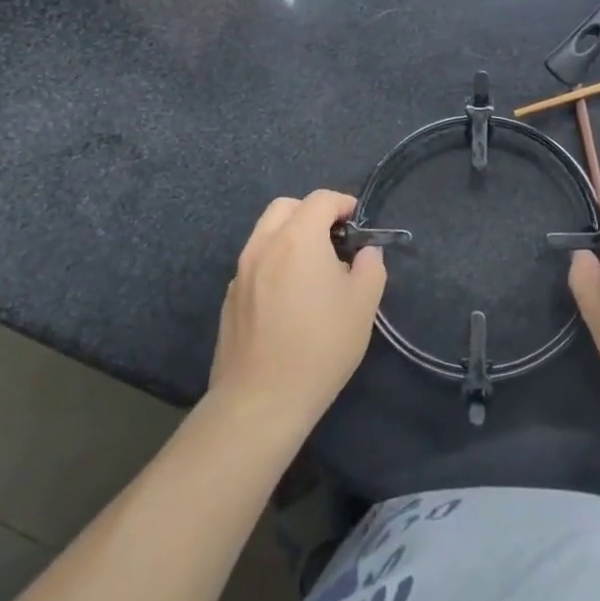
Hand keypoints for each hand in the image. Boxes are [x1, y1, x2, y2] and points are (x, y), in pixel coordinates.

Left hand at [210, 190, 385, 428]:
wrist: (260, 401)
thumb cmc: (320, 346)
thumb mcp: (364, 303)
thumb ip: (370, 266)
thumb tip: (365, 252)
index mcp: (298, 238)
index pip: (321, 199)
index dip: (344, 204)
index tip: (358, 224)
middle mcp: (264, 245)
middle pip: (286, 207)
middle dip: (312, 213)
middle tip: (333, 241)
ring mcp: (241, 272)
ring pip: (265, 234)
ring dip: (290, 237)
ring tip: (312, 271)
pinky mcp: (229, 299)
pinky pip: (254, 263)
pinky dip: (273, 264)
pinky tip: (288, 299)